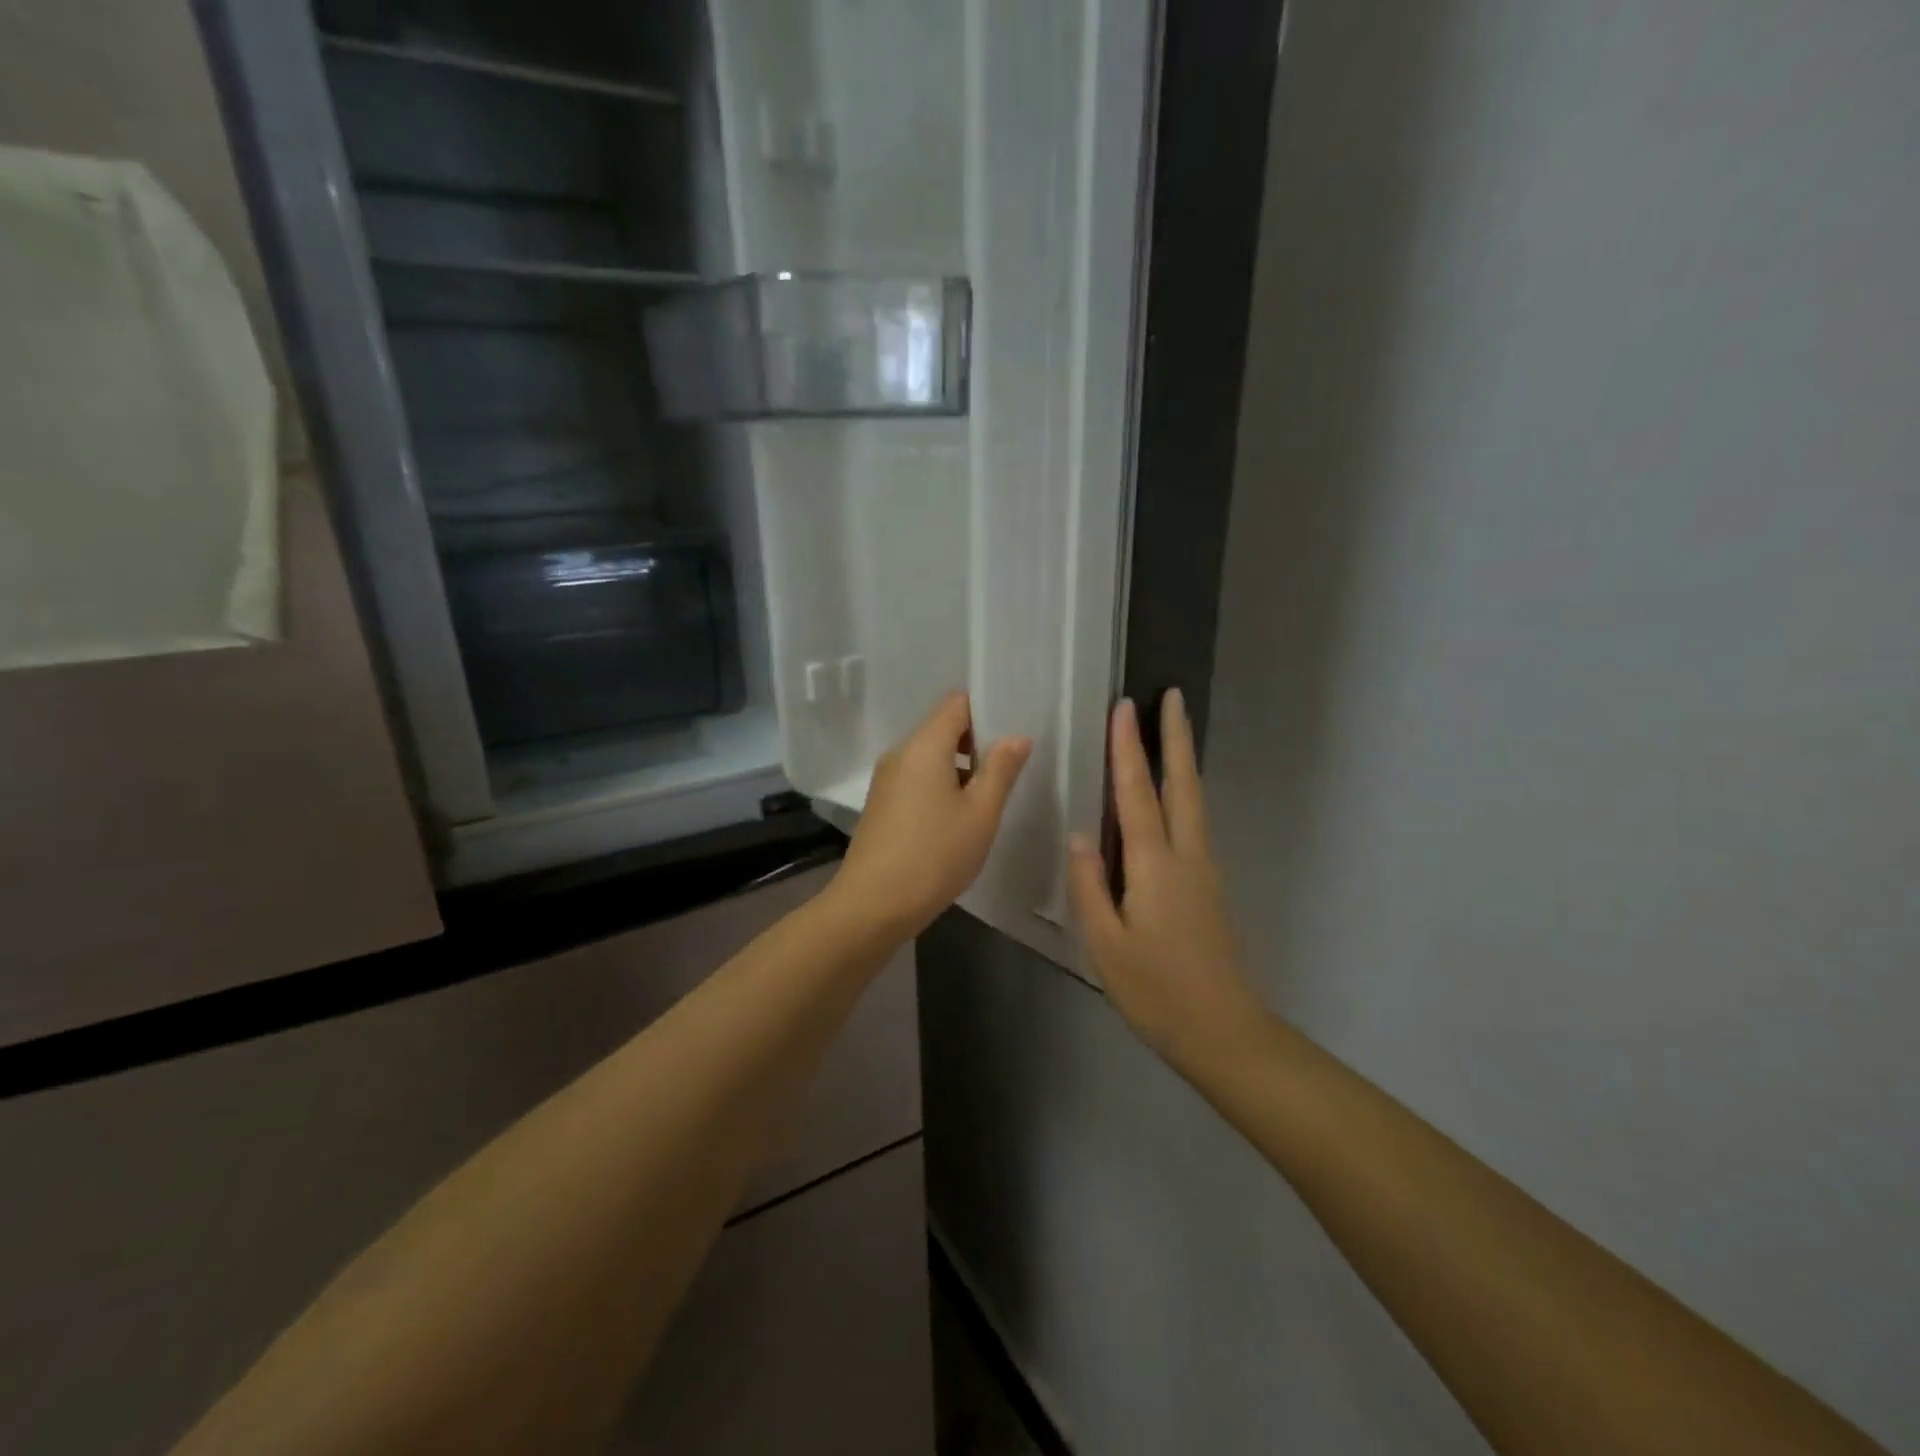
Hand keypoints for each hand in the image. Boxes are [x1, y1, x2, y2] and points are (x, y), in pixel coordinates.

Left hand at [832, 691, 1032, 939]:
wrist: (872, 905)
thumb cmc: (935, 855)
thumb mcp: (980, 814)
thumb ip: (1001, 770)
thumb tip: (1017, 736)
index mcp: (924, 746)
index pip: (956, 703)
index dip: (986, 710)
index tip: (1012, 733)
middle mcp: (900, 753)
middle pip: (941, 727)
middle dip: (976, 742)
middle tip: (1007, 770)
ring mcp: (886, 779)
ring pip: (929, 756)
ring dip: (959, 767)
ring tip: (986, 798)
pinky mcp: (880, 804)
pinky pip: (916, 778)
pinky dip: (939, 785)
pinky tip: (956, 818)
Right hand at [1068, 691, 1269, 1071]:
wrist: (1224, 1032)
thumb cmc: (1156, 991)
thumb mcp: (1106, 944)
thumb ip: (1089, 885)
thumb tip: (1079, 834)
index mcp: (1155, 865)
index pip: (1138, 793)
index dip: (1129, 749)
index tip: (1125, 707)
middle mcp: (1187, 856)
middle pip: (1183, 784)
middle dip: (1176, 737)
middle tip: (1171, 697)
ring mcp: (1204, 870)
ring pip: (1193, 801)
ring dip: (1182, 761)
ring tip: (1170, 732)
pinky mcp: (1209, 887)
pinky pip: (1192, 824)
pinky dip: (1182, 794)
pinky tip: (1169, 798)